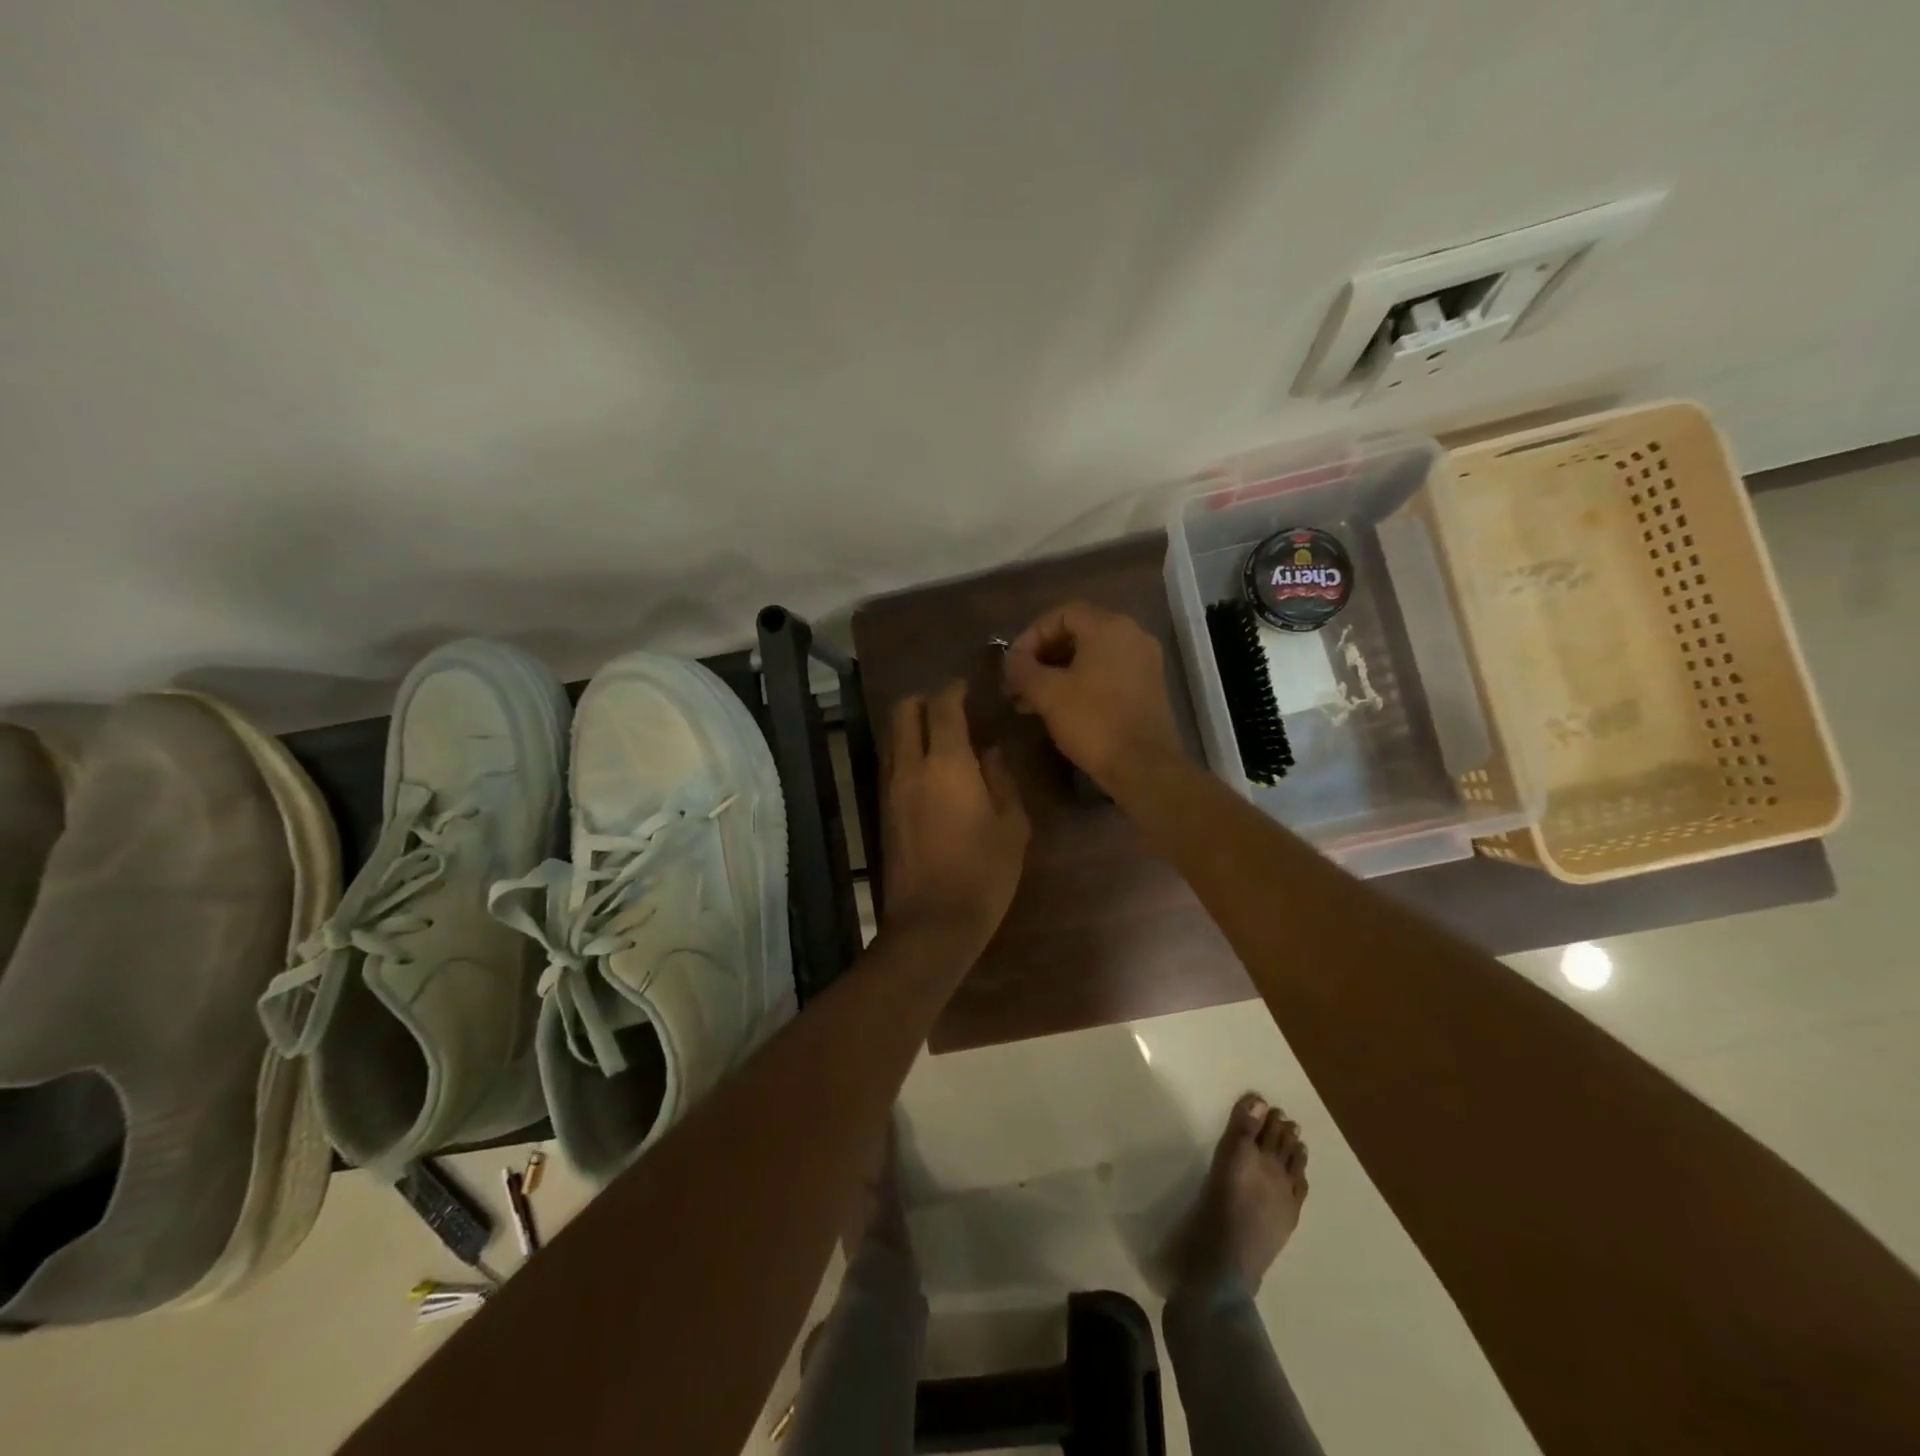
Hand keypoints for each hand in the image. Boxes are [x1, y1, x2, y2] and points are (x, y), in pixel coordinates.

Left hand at [882, 681, 1029, 948]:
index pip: (942, 706)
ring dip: (912, 725)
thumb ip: (1001, 779)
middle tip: (950, 707)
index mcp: (947, 764)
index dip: (953, 689)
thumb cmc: (983, 873)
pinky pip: (891, 763)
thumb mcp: (1012, 826)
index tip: (966, 686)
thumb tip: (990, 752)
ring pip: (893, 737)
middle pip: (903, 712)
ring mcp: (890, 788)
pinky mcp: (882, 810)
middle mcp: (911, 767)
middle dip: (924, 699)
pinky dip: (906, 752)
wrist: (932, 923)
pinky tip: (930, 769)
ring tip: (941, 736)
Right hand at [1002, 601, 1183, 793]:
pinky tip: (1056, 709)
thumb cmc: (1093, 722)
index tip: (1012, 663)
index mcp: (1109, 627)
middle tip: (1016, 683)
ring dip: (1056, 674)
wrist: (1144, 767)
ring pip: (1090, 657)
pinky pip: (1106, 674)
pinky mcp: (1147, 689)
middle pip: (1077, 634)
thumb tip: (1012, 659)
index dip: (1031, 635)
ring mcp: (1143, 663)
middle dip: (1041, 657)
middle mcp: (1132, 636)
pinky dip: (1079, 684)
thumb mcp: (1047, 693)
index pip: (1061, 614)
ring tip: (1027, 701)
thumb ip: (1023, 668)